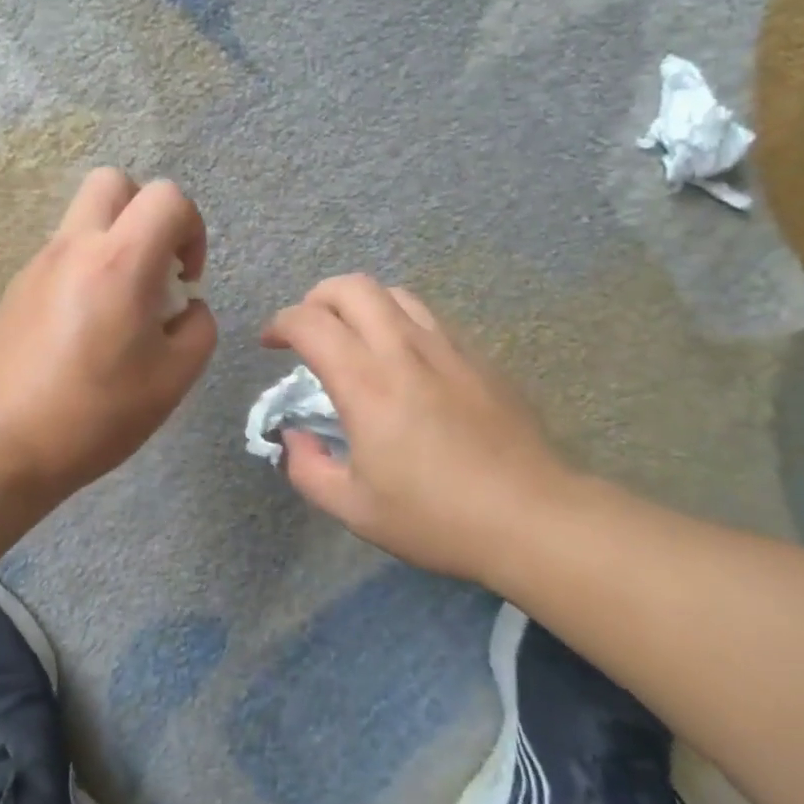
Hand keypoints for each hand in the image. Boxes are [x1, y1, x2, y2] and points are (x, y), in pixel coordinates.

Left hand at [0, 168, 216, 500]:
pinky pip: (61, 253)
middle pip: (114, 181)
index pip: (167, 197)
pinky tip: (85, 327)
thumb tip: (186, 306)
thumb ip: (198, 328)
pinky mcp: (16, 288)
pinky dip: (86, 267)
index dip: (192, 228)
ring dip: (115, 239)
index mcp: (120, 261)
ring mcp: (38, 264)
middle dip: (147, 211)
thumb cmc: (97, 414)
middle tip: (154, 265)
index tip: (186, 279)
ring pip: (83, 216)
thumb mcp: (174, 378)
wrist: (2, 448)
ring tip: (121, 304)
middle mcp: (75, 247)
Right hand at [262, 275, 578, 578]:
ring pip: (394, 293)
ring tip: (354, 338)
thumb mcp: (354, 509)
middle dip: (318, 298)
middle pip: (352, 286)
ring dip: (361, 304)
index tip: (271, 344)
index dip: (281, 324)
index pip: (310, 323)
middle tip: (309, 331)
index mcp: (366, 383)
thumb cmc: (436, 517)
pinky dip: (399, 321)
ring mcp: (447, 347)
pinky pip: (428, 318)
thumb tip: (294, 435)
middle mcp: (403, 350)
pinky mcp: (478, 357)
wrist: (532, 517)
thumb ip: (308, 468)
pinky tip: (402, 360)